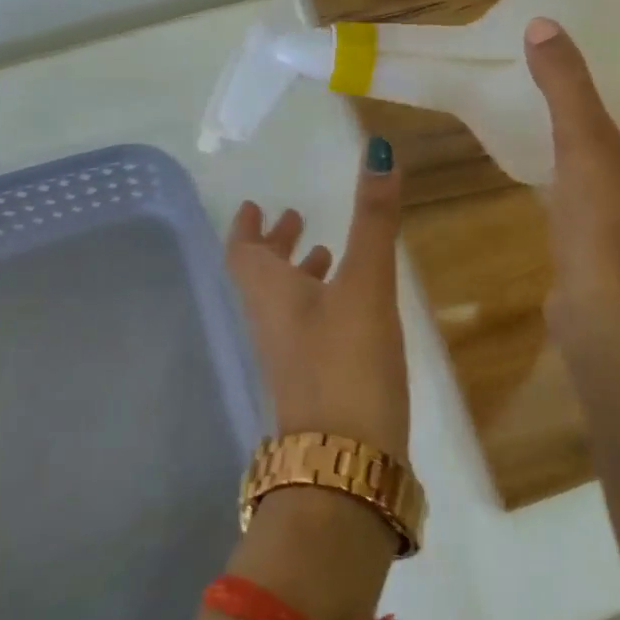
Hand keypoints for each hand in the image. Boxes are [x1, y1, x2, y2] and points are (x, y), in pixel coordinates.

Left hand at [226, 138, 408, 457]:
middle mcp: (271, 324)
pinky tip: (351, 308)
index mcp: (270, 294)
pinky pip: (307, 330)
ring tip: (326, 252)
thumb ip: (373, 219)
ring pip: (285, 304)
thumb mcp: (364, 284)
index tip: (251, 205)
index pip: (241, 253)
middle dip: (276, 245)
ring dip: (299, 274)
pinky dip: (320, 304)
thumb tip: (377, 149)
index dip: (245, 227)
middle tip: (294, 219)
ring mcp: (290, 359)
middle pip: (261, 277)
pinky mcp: (314, 385)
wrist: (344, 469)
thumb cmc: (346, 363)